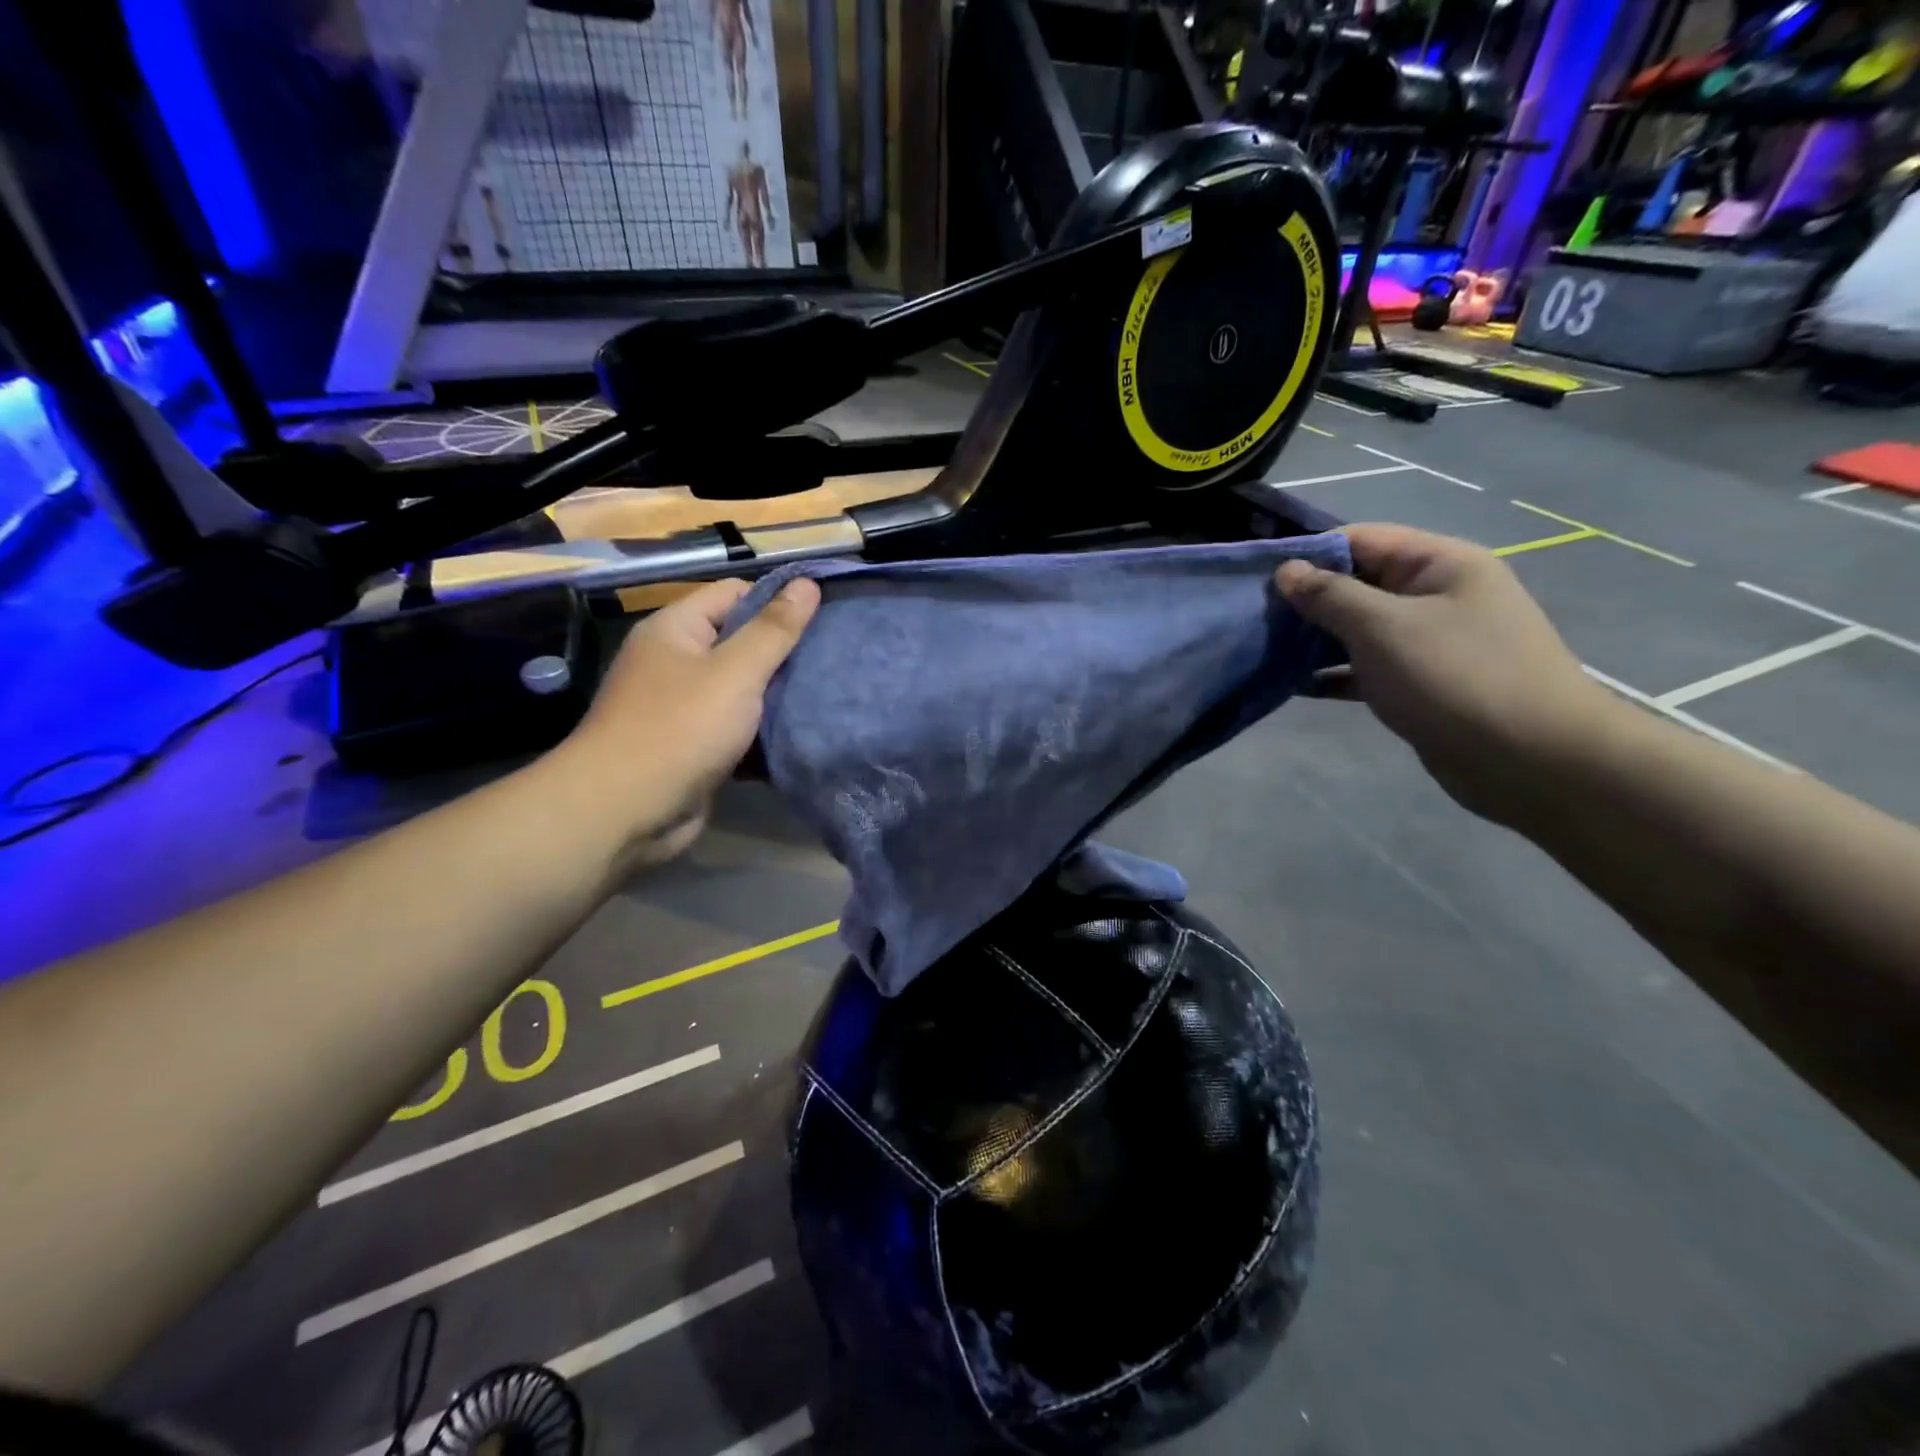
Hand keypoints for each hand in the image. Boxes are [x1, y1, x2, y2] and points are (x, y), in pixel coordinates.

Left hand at [560, 576, 820, 864]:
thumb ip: (774, 629)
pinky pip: (736, 727)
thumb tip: (807, 583)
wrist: (625, 812)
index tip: (824, 617)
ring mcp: (682, 707)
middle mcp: (674, 662)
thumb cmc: (680, 729)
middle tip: (832, 658)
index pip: (734, 594)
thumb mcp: (735, 672)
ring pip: (741, 689)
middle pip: (740, 642)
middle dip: (783, 652)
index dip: (778, 600)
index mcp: (675, 630)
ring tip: (825, 694)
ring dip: (776, 695)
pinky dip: (762, 731)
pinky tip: (800, 733)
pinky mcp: (693, 747)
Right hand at [1276, 524, 1616, 824]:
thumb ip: (1330, 595)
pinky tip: (1295, 684)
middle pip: (1358, 583)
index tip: (1259, 578)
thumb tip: (1286, 570)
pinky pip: (1367, 667)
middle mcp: (1436, 595)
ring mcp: (1430, 641)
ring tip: (1265, 651)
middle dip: (1307, 599)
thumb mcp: (1383, 627)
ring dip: (1314, 638)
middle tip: (1255, 619)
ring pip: (1359, 628)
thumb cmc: (1455, 677)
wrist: (1531, 760)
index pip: (1361, 539)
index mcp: (1439, 564)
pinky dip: (1334, 672)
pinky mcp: (1421, 683)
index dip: (1309, 554)